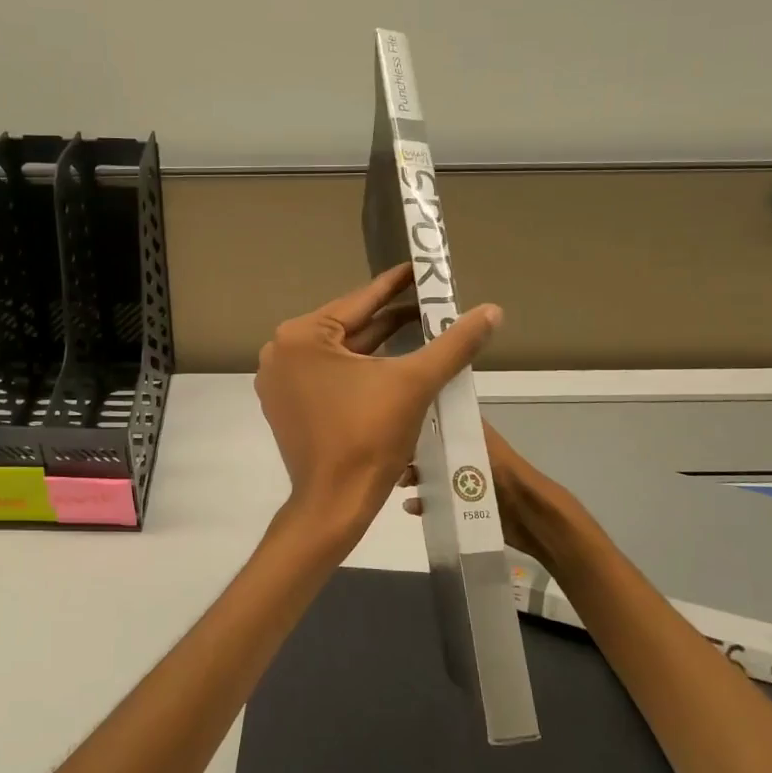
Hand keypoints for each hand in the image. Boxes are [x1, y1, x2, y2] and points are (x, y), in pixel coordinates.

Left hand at [255, 264, 502, 534]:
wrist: (335, 503)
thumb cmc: (369, 438)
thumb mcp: (415, 383)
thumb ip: (454, 343)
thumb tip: (492, 310)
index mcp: (301, 336)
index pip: (359, 302)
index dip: (396, 285)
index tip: (420, 268)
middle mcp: (281, 351)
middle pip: (348, 328)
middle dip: (390, 318)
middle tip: (430, 302)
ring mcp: (280, 380)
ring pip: (339, 353)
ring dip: (377, 345)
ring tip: (420, 327)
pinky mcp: (286, 404)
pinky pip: (327, 375)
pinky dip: (358, 369)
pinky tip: (391, 363)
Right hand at [403, 419, 544, 561]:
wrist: (532, 518)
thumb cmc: (508, 476)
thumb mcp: (484, 445)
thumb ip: (465, 427)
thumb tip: (438, 398)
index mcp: (472, 438)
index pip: (441, 423)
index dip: (420, 422)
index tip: (397, 424)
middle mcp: (466, 458)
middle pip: (432, 452)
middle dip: (413, 455)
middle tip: (397, 461)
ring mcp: (464, 484)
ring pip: (431, 476)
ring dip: (415, 479)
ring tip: (402, 485)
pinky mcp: (463, 508)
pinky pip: (437, 503)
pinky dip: (423, 504)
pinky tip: (412, 507)